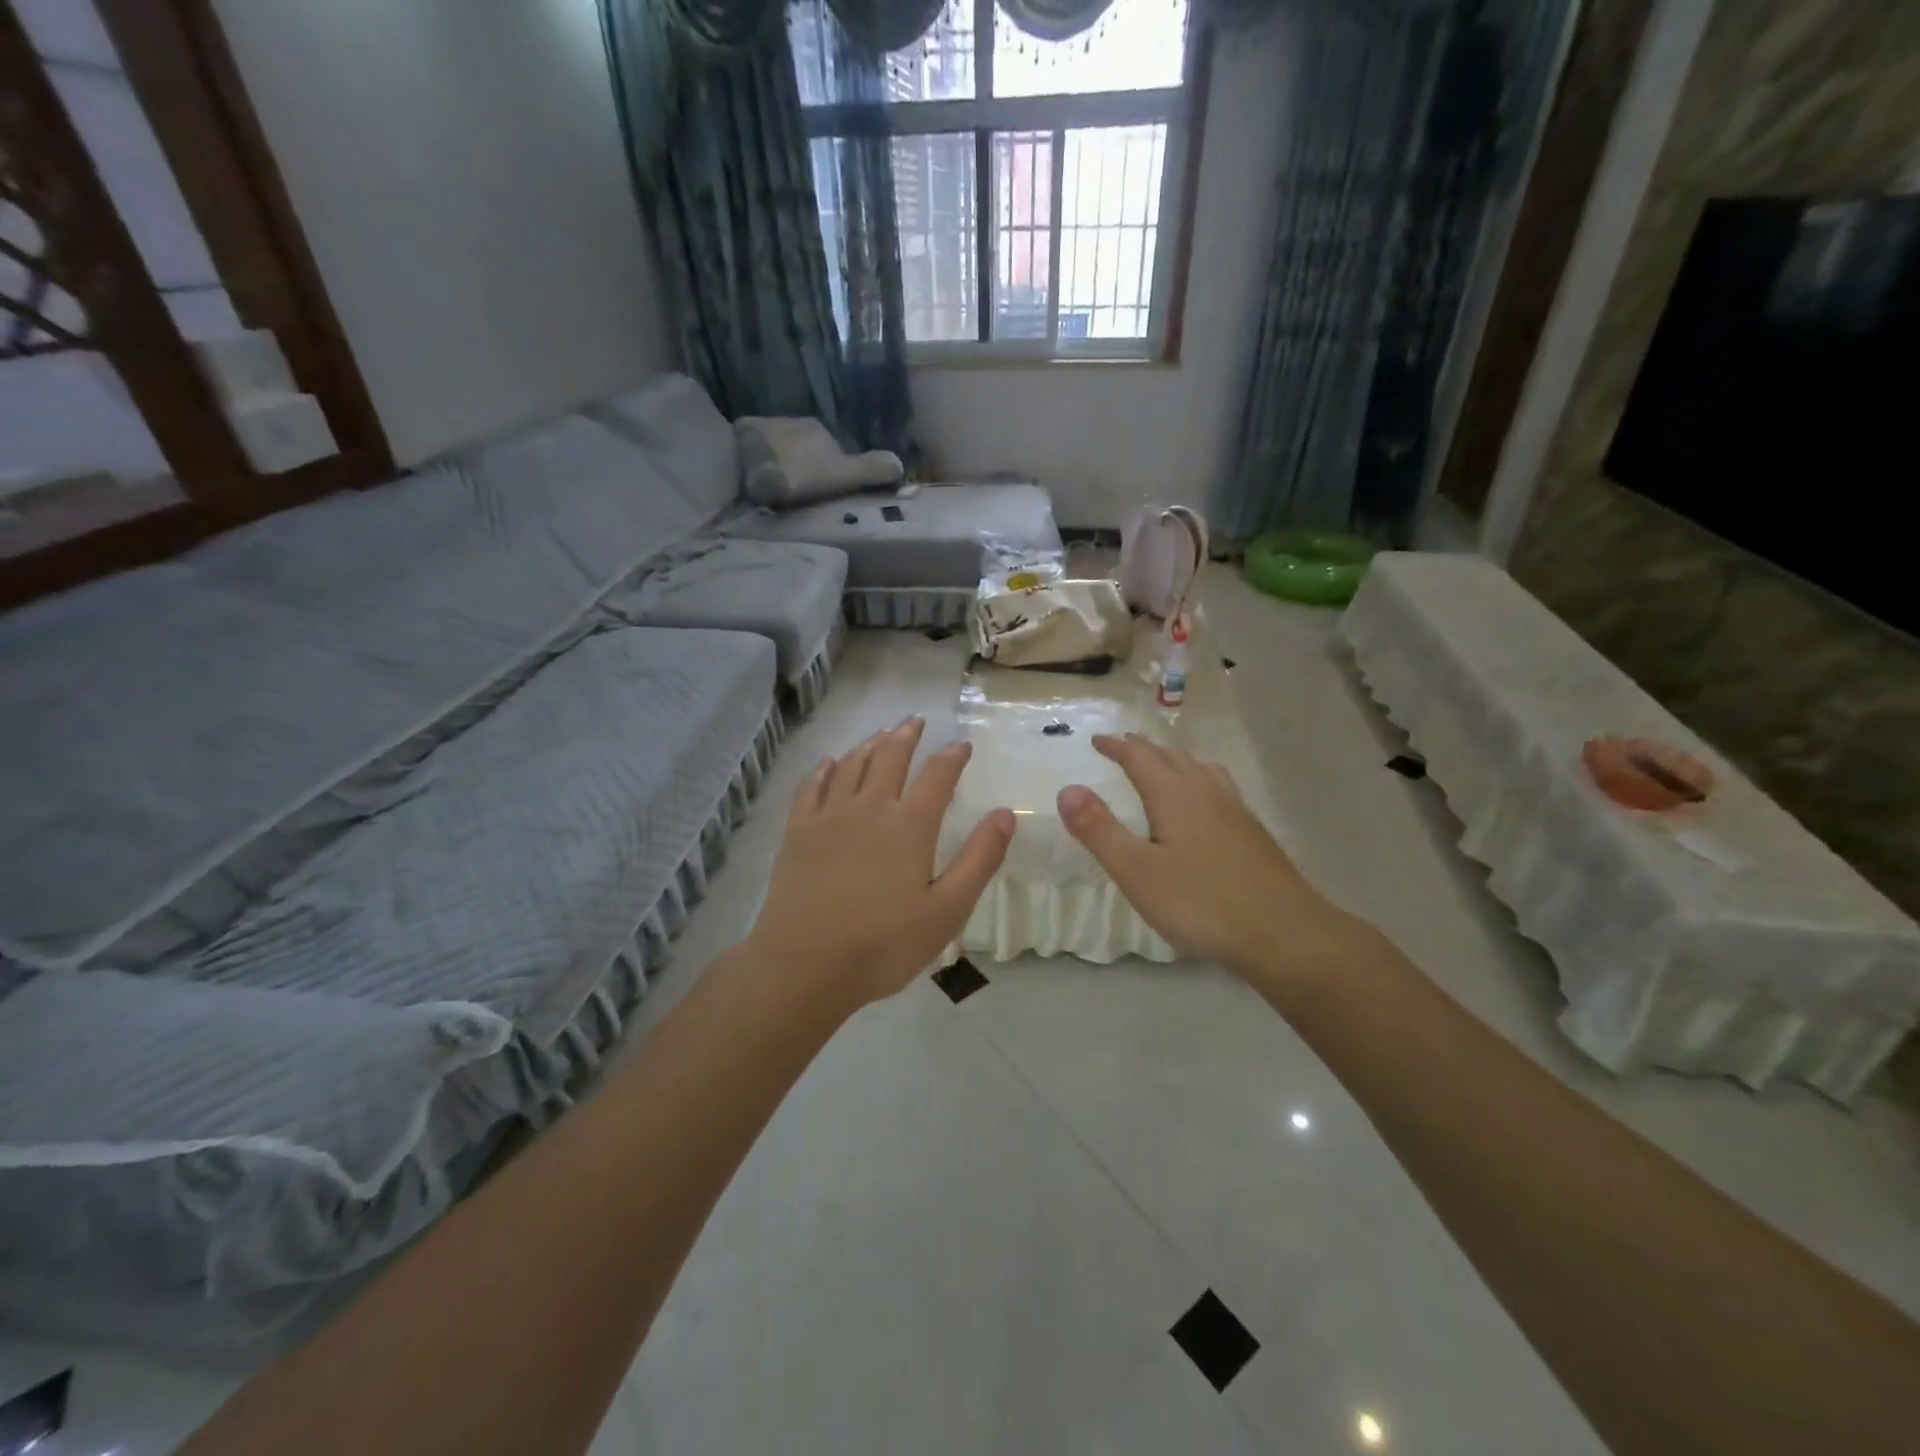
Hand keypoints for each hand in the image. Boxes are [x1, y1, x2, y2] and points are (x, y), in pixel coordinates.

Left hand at [745, 716, 1014, 1008]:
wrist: (804, 965)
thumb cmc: (883, 944)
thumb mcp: (947, 910)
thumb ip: (979, 859)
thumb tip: (1005, 815)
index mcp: (909, 826)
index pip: (937, 776)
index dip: (952, 756)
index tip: (962, 744)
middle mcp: (869, 808)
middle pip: (890, 758)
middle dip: (906, 736)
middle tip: (915, 721)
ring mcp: (828, 817)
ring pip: (851, 765)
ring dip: (869, 744)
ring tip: (880, 734)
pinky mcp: (797, 832)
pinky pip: (811, 787)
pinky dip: (823, 769)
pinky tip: (828, 763)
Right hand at [1057, 734, 1370, 986]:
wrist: (1283, 933)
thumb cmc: (1201, 903)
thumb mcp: (1136, 871)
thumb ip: (1099, 830)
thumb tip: (1067, 789)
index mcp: (1175, 796)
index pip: (1140, 758)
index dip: (1117, 747)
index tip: (1097, 741)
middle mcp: (1206, 793)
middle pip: (1173, 758)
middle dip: (1144, 749)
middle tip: (1124, 747)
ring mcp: (1236, 812)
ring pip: (1202, 770)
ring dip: (1176, 761)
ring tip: (1165, 766)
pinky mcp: (1253, 833)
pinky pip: (1220, 789)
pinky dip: (1201, 781)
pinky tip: (1206, 807)